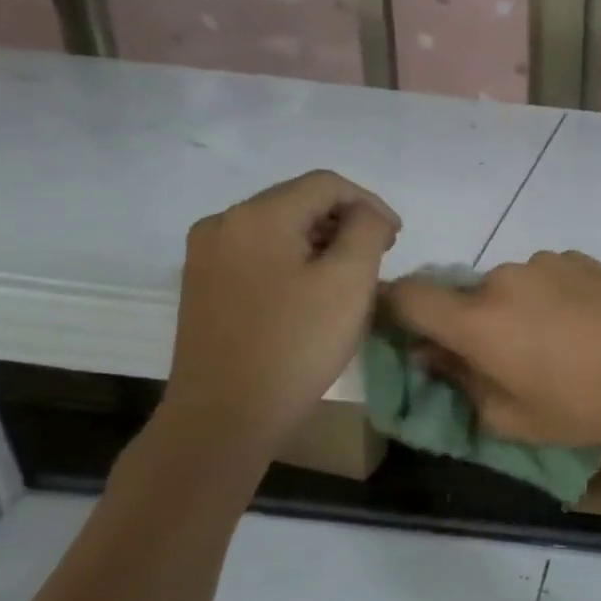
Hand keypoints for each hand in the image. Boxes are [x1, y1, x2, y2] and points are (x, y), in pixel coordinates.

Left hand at [160, 171, 399, 456]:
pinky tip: (310, 295)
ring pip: (279, 229)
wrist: (224, 416)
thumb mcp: (349, 281)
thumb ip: (367, 230)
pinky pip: (259, 254)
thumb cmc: (296, 345)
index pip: (327, 184)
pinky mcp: (202, 285)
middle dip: (345, 223)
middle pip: (299, 202)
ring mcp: (206, 255)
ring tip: (348, 280)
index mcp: (258, 215)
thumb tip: (368, 213)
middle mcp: (224, 223)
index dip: (370, 203)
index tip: (397, 240)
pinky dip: (293, 261)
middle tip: (378, 259)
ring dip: (321, 243)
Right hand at [384, 251, 600, 451]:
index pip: (407, 295)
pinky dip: (551, 295)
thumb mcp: (510, 417)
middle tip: (507, 357)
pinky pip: (547, 275)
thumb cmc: (582, 408)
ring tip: (558, 342)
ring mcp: (547, 262)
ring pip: (510, 284)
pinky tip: (585, 324)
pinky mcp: (582, 258)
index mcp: (477, 319)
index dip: (397, 309)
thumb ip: (459, 380)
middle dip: (472, 322)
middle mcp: (504, 278)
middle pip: (465, 294)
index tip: (411, 332)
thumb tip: (429, 352)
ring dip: (516, 307)